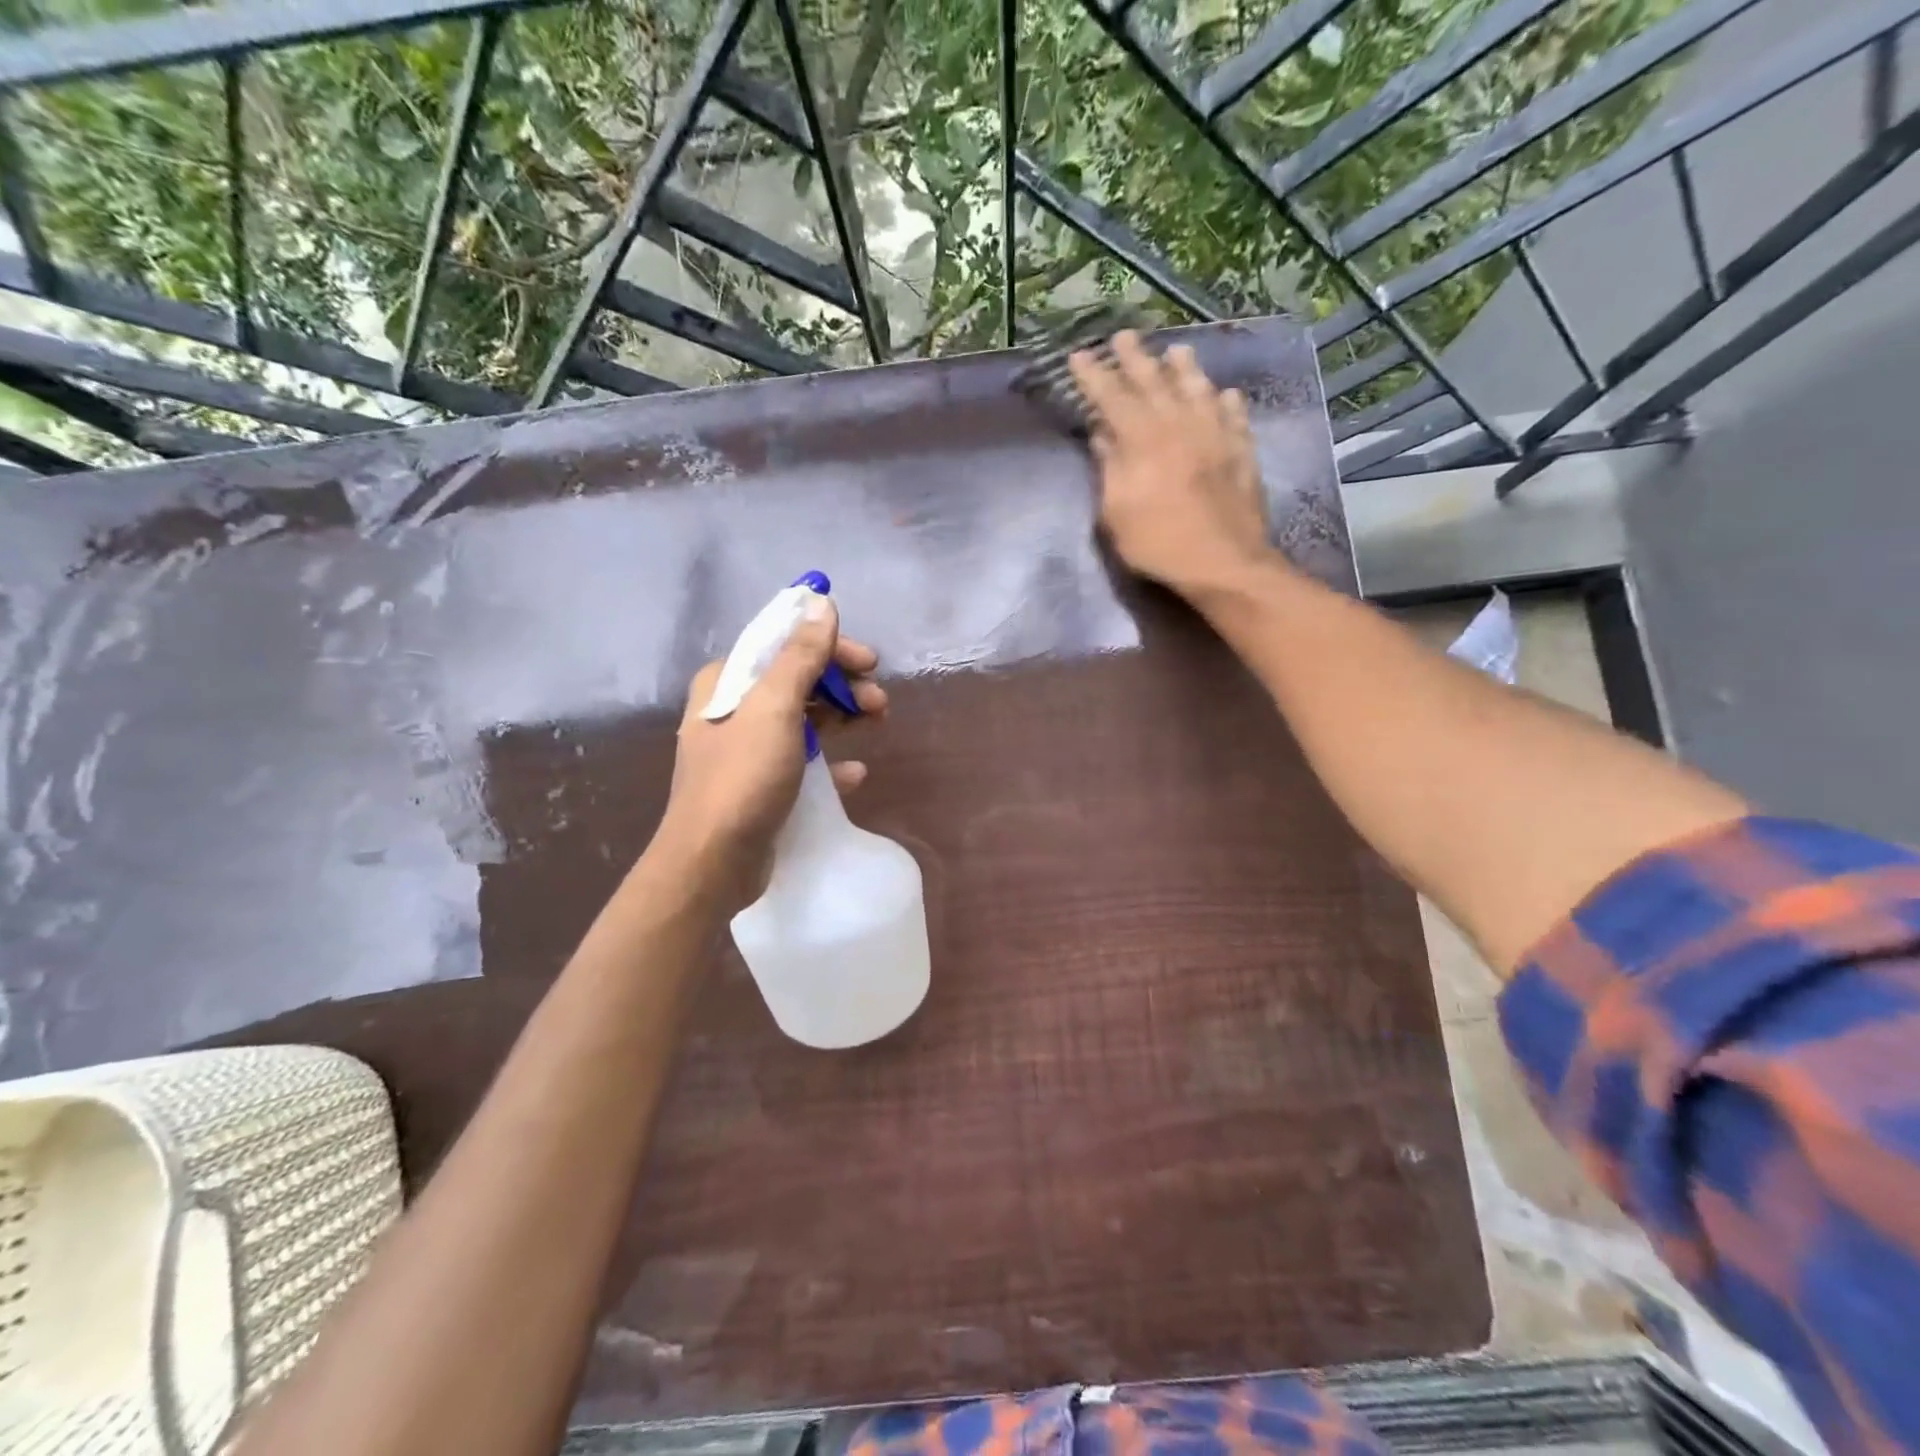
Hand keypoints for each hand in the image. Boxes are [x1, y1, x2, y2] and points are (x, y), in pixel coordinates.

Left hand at [650, 593, 885, 908]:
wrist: (711, 863)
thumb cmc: (742, 778)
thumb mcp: (774, 708)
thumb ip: (800, 655)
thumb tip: (820, 602)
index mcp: (727, 682)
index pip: (784, 645)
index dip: (830, 648)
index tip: (870, 663)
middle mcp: (732, 710)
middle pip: (798, 681)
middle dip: (842, 686)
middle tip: (879, 703)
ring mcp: (745, 750)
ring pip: (804, 720)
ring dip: (842, 718)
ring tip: (876, 726)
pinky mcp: (759, 786)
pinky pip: (802, 761)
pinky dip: (830, 762)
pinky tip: (853, 774)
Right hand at [1068, 331, 1272, 599]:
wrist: (1222, 563)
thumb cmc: (1158, 544)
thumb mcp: (1116, 513)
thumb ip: (1110, 468)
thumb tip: (1102, 434)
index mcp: (1143, 440)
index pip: (1112, 397)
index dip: (1093, 376)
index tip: (1078, 355)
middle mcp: (1179, 425)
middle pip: (1154, 382)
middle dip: (1135, 358)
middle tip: (1123, 336)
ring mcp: (1215, 434)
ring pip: (1197, 389)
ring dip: (1184, 368)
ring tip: (1176, 350)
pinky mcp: (1241, 451)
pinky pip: (1234, 415)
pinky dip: (1226, 401)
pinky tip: (1224, 393)